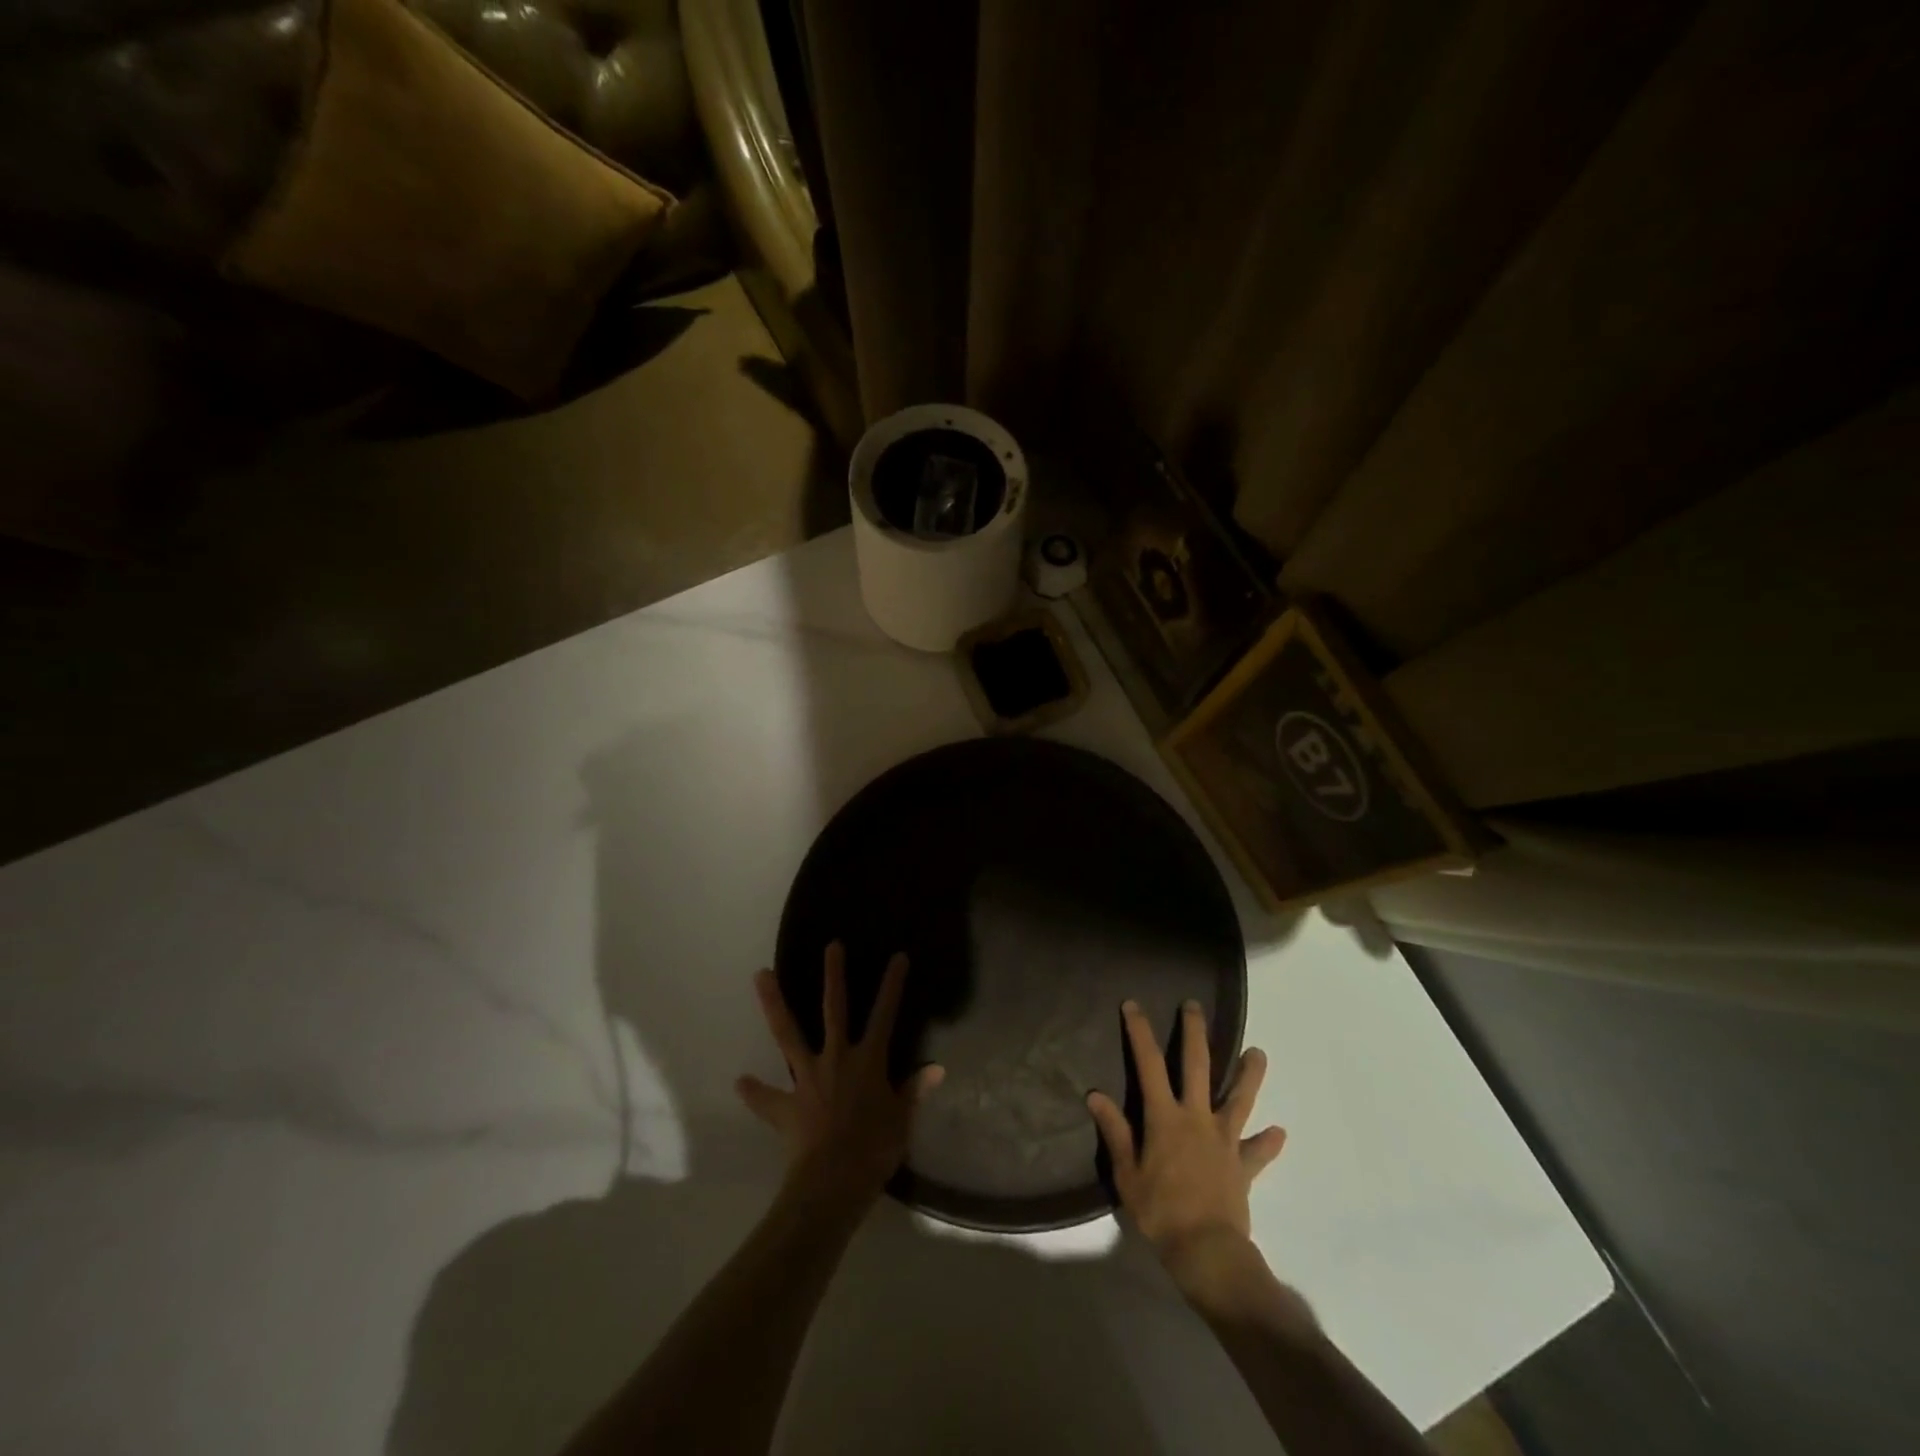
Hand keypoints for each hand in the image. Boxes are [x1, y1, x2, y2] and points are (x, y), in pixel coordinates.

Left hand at [737, 942, 944, 1211]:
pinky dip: (754, 1092)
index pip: (885, 1015)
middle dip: (834, 975)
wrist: (832, 1183)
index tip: (898, 957)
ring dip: (774, 1003)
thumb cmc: (874, 1150)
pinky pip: (766, 1098)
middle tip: (831, 945)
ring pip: (787, 1033)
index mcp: (868, 1061)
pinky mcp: (786, 1104)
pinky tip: (741, 1082)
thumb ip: (913, 1092)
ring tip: (760, 974)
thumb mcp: (901, 1121)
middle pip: (835, 1008)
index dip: (892, 985)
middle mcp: (836, 1058)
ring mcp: (807, 1078)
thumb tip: (935, 1068)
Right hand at [1087, 999, 1286, 1290]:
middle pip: (1198, 1066)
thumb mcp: (1127, 1174)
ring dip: (1249, 1074)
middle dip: (1194, 1033)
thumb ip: (1115, 1132)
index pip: (1149, 1064)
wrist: (1207, 1251)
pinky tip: (1279, 1133)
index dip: (1140, 1032)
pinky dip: (1267, 1142)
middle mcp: (1196, 1118)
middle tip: (1193, 1006)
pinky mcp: (1243, 1165)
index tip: (1133, 1005)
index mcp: (1164, 1117)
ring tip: (1259, 1053)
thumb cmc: (1160, 1211)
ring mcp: (1224, 1139)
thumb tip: (1095, 1096)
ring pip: (1239, 1098)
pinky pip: (1258, 1151)